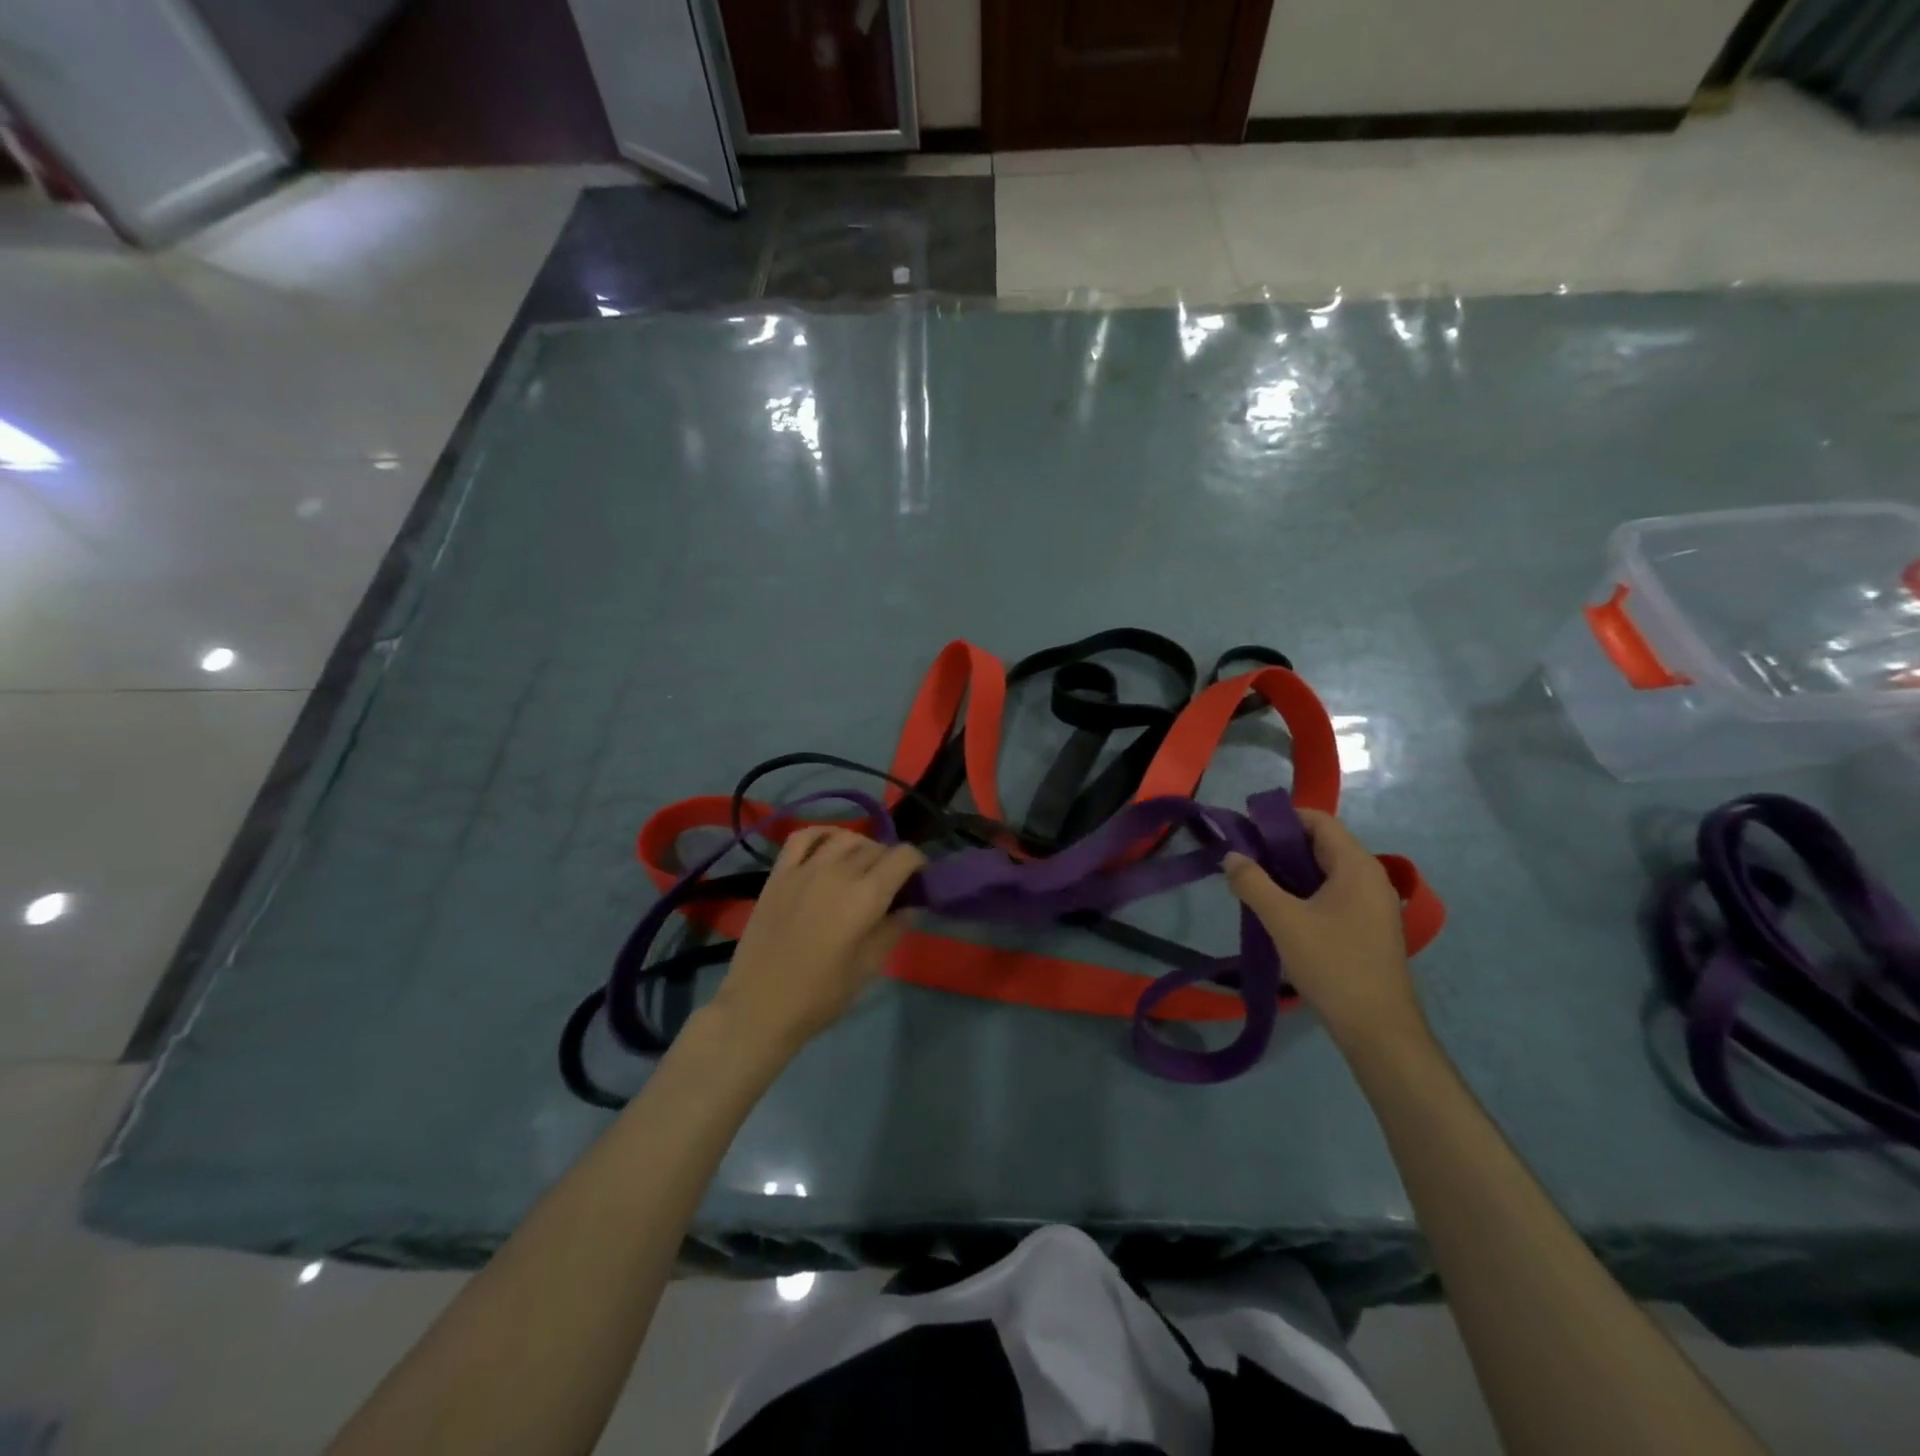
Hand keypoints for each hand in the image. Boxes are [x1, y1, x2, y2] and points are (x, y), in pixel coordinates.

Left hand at [709, 827, 924, 1056]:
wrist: (759, 1007)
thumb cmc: (820, 996)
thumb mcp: (868, 968)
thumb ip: (893, 930)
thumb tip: (911, 906)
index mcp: (866, 897)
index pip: (903, 856)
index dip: (917, 864)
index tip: (917, 881)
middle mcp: (838, 872)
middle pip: (875, 847)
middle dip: (890, 860)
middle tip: (890, 884)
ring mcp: (805, 869)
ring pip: (844, 837)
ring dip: (861, 846)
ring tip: (860, 867)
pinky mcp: (779, 873)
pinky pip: (803, 836)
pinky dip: (822, 834)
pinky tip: (828, 847)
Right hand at [1223, 810, 1424, 1049]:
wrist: (1379, 1029)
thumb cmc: (1333, 965)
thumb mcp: (1284, 921)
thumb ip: (1253, 883)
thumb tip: (1231, 856)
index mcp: (1357, 866)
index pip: (1319, 821)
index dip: (1282, 819)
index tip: (1247, 830)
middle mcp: (1371, 878)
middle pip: (1323, 844)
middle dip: (1282, 846)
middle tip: (1245, 859)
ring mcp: (1374, 905)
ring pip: (1327, 872)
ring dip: (1292, 872)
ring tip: (1256, 884)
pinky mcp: (1370, 928)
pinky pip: (1335, 894)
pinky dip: (1307, 892)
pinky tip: (1282, 911)